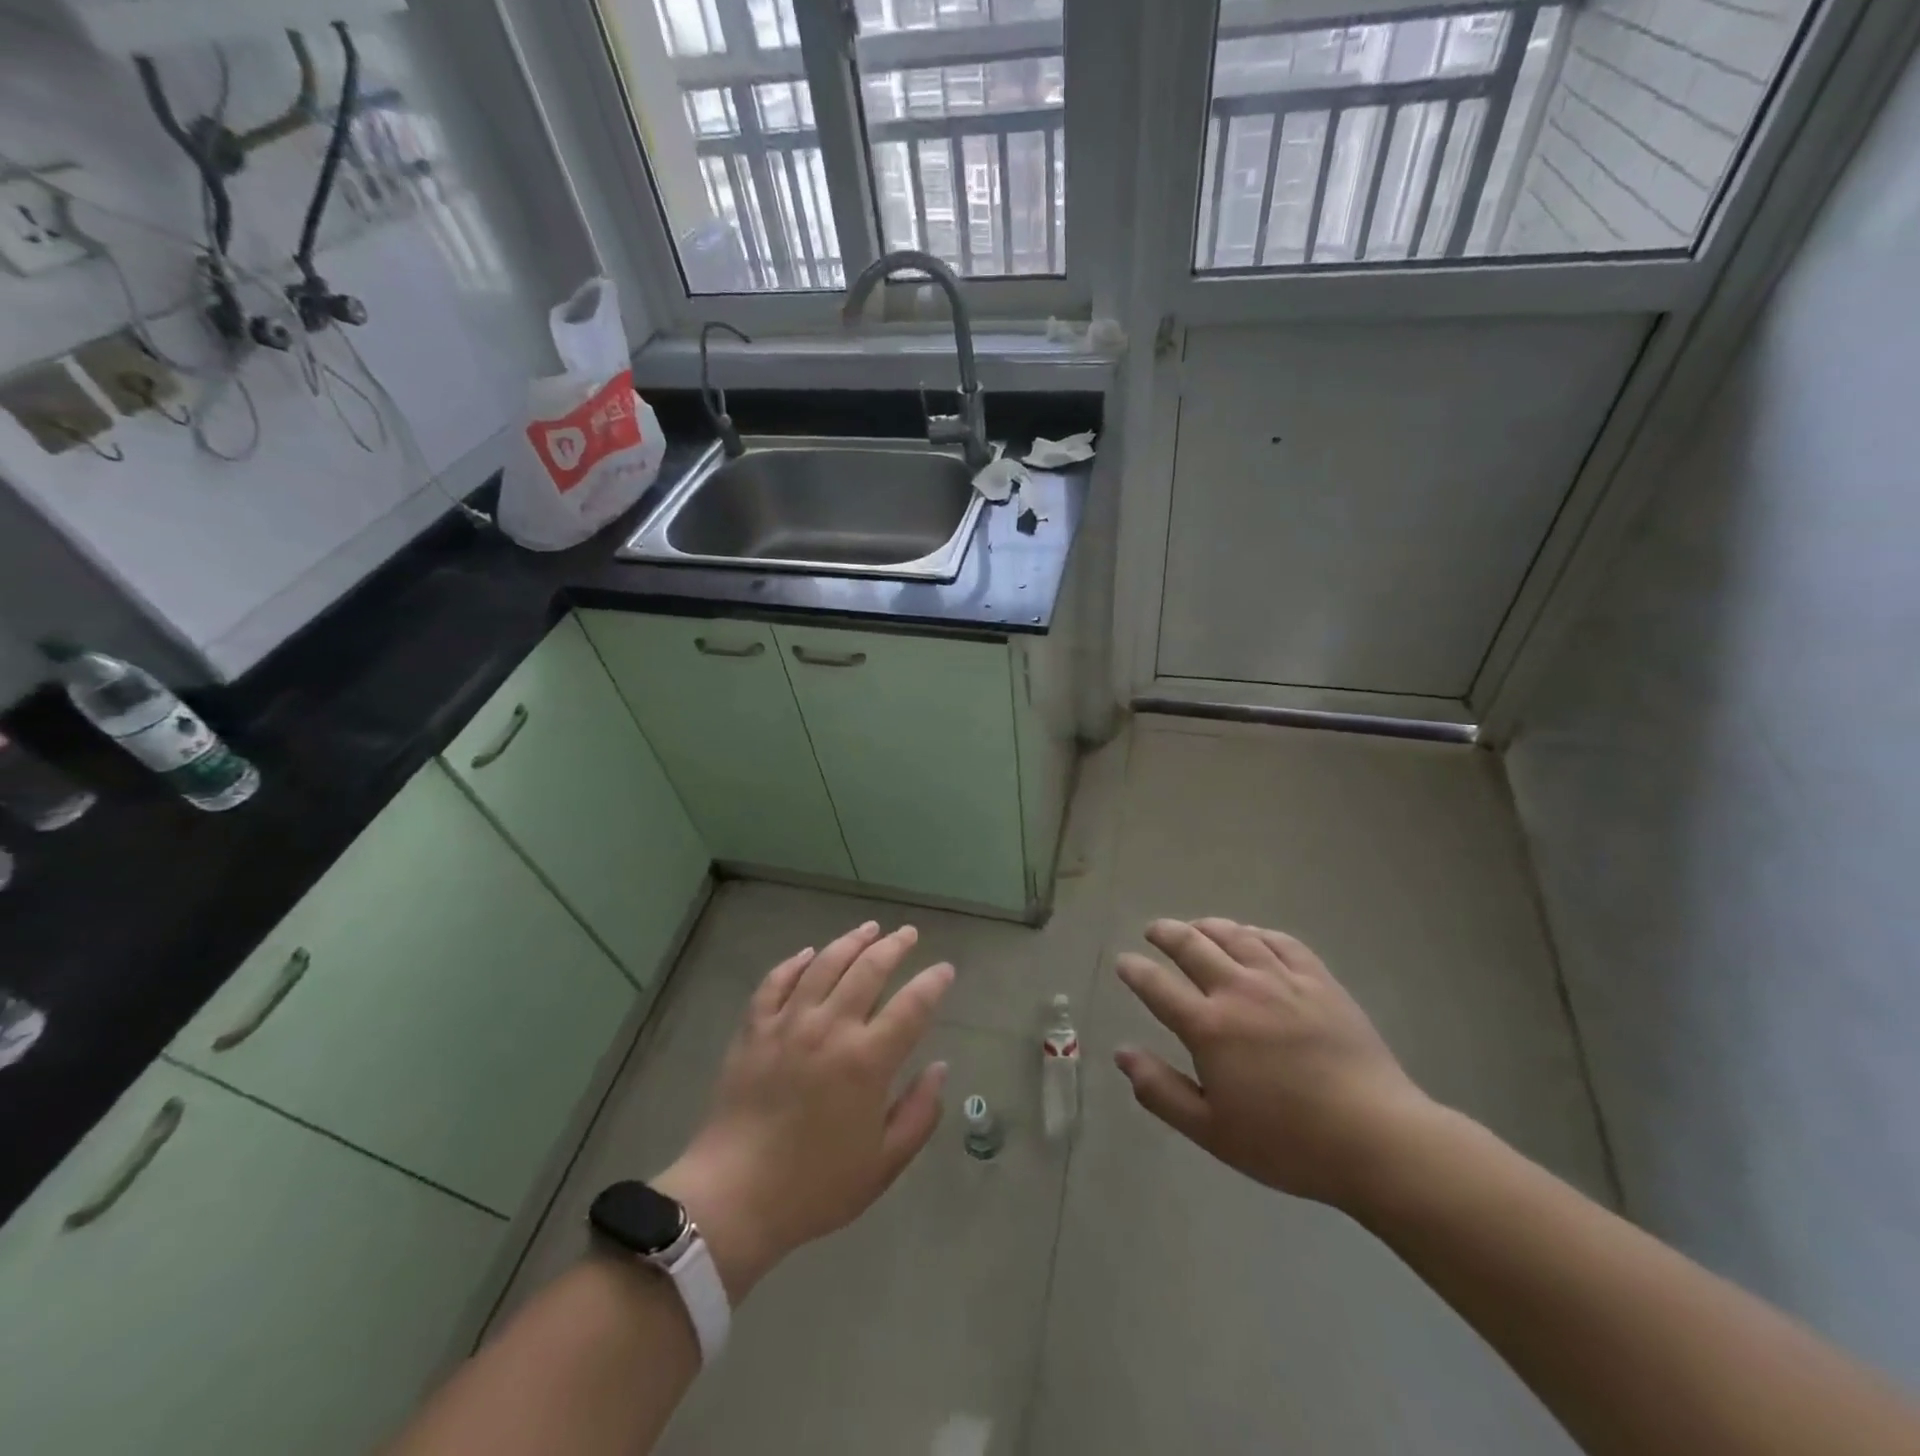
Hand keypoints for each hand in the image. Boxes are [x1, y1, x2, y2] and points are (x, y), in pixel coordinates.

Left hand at [654, 921, 952, 1299]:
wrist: (733, 1197)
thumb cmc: (815, 1186)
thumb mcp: (883, 1163)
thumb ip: (919, 1113)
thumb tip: (940, 1068)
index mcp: (867, 1060)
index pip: (912, 1006)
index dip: (933, 982)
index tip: (945, 970)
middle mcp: (830, 1028)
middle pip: (869, 969)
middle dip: (894, 946)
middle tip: (908, 934)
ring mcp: (788, 1023)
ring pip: (824, 964)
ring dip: (851, 941)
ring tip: (869, 929)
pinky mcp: (754, 1028)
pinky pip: (776, 981)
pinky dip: (795, 963)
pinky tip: (809, 953)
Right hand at [1114, 918, 1436, 1209]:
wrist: (1376, 1139)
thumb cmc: (1288, 1144)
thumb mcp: (1212, 1131)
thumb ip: (1161, 1090)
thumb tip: (1122, 1053)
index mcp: (1209, 1027)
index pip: (1157, 986)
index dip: (1135, 970)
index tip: (1124, 962)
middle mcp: (1239, 991)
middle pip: (1192, 945)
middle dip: (1165, 933)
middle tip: (1153, 931)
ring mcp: (1282, 980)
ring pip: (1235, 935)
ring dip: (1207, 926)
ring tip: (1196, 927)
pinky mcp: (1319, 981)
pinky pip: (1281, 942)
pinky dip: (1257, 933)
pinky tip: (1251, 936)